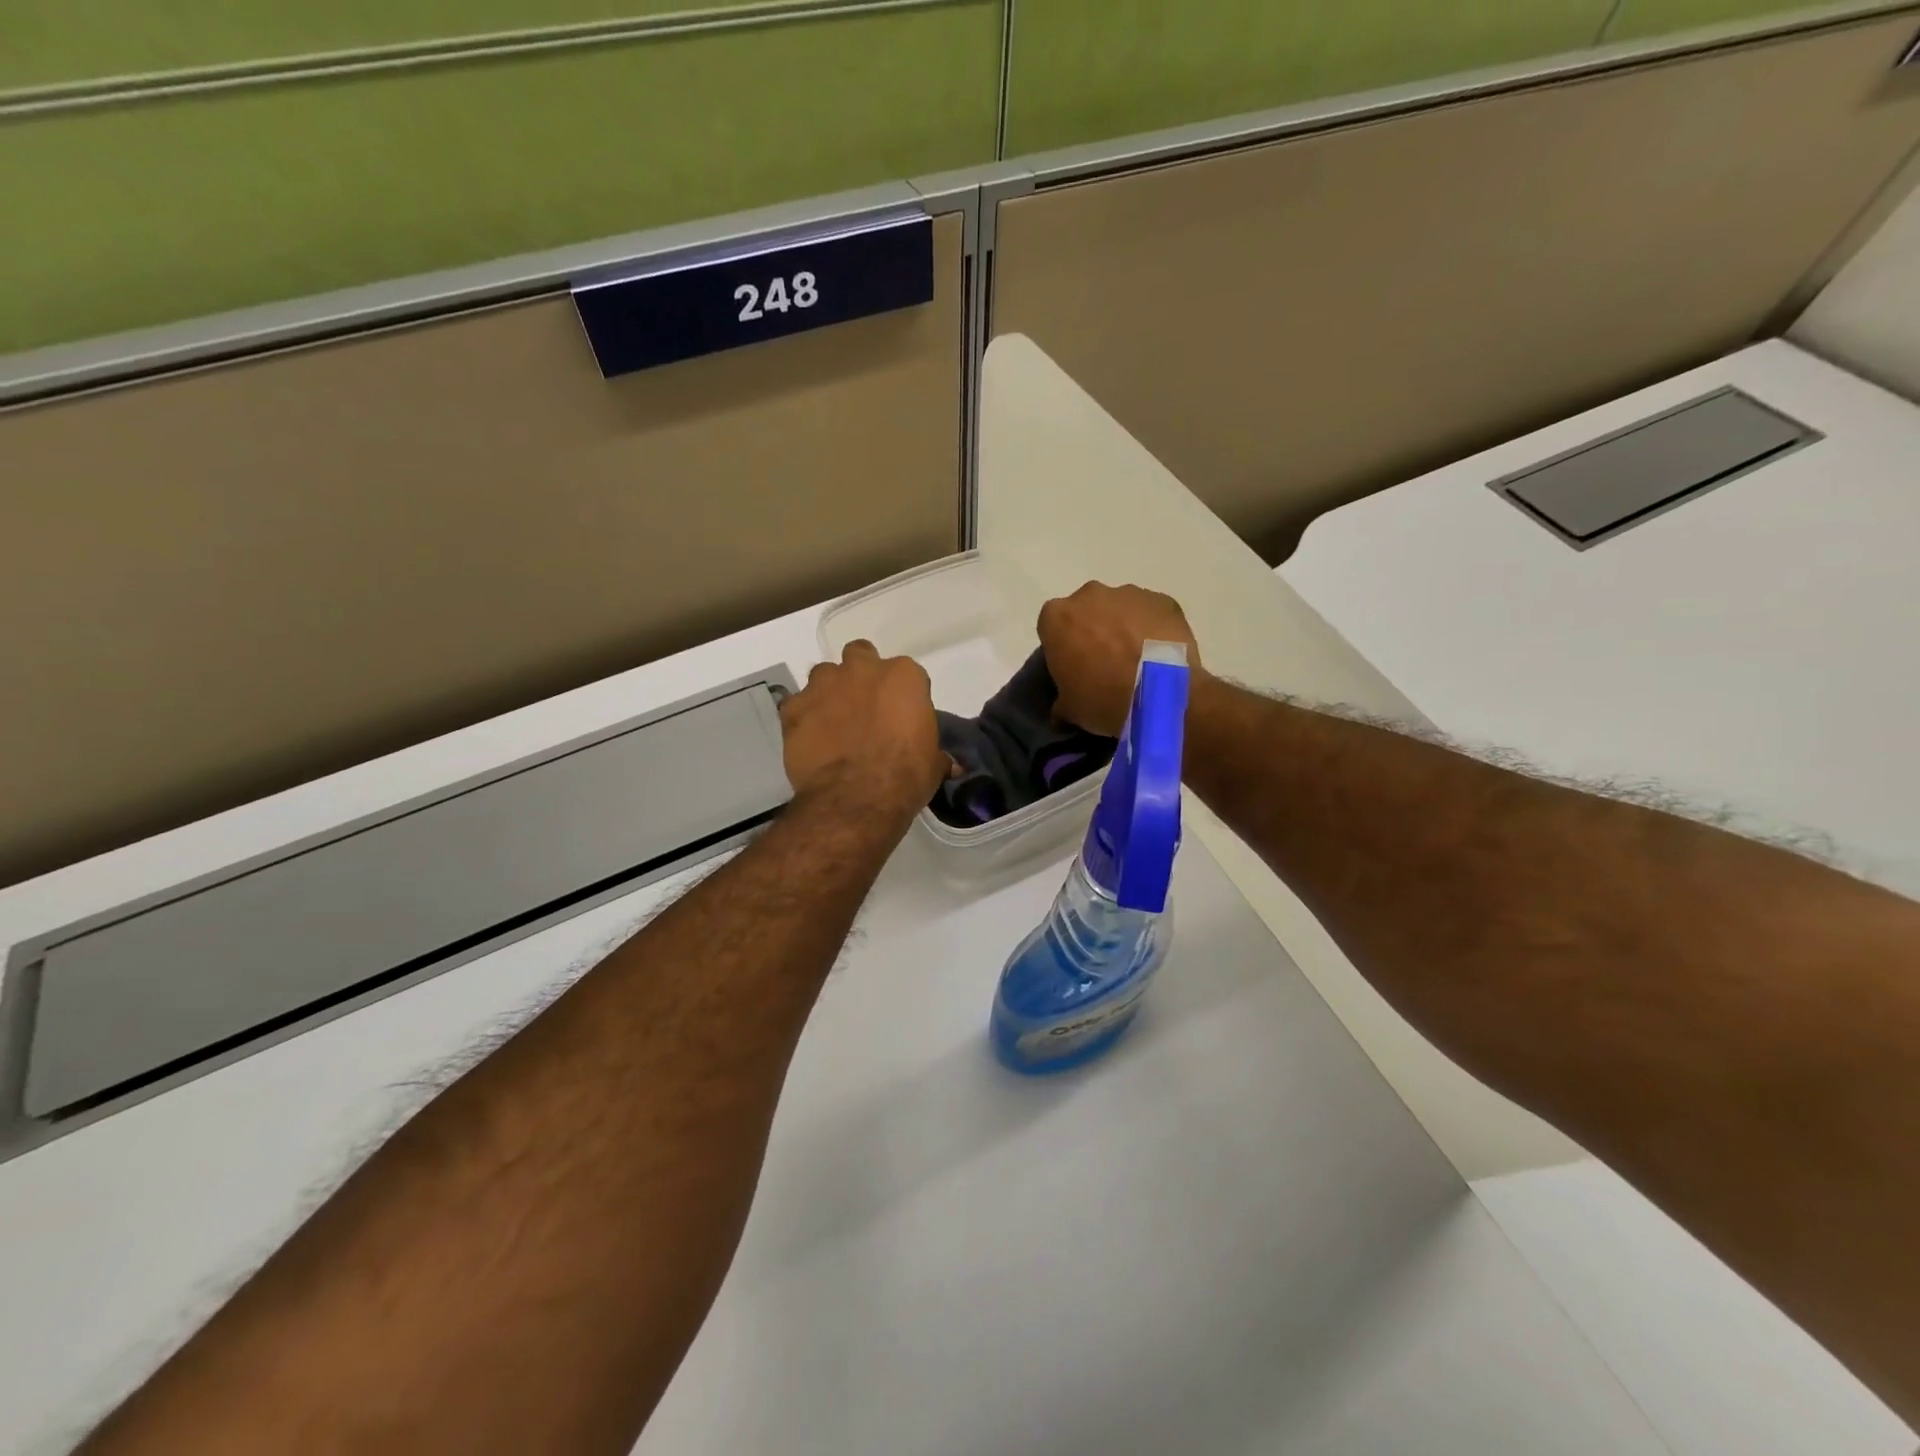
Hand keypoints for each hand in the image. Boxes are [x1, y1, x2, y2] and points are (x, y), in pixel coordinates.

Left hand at [779, 641, 948, 818]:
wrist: (855, 799)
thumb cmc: (905, 777)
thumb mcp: (933, 765)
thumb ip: (937, 754)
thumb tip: (950, 765)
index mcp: (904, 676)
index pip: (906, 673)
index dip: (902, 694)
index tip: (901, 716)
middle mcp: (862, 669)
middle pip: (860, 655)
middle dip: (861, 674)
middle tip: (864, 705)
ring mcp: (824, 685)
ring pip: (824, 674)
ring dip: (830, 692)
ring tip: (834, 722)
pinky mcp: (794, 708)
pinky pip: (796, 704)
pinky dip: (803, 717)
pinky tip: (810, 739)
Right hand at [1037, 583, 1201, 735]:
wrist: (1163, 692)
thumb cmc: (1104, 698)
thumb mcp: (1071, 710)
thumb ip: (1062, 702)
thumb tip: (1061, 710)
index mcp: (1057, 617)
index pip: (1051, 628)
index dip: (1062, 649)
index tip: (1073, 669)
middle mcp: (1089, 596)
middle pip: (1085, 612)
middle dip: (1092, 632)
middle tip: (1104, 665)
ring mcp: (1129, 593)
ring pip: (1120, 610)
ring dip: (1123, 629)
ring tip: (1137, 662)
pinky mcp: (1163, 600)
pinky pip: (1151, 614)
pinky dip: (1152, 629)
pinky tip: (1161, 655)